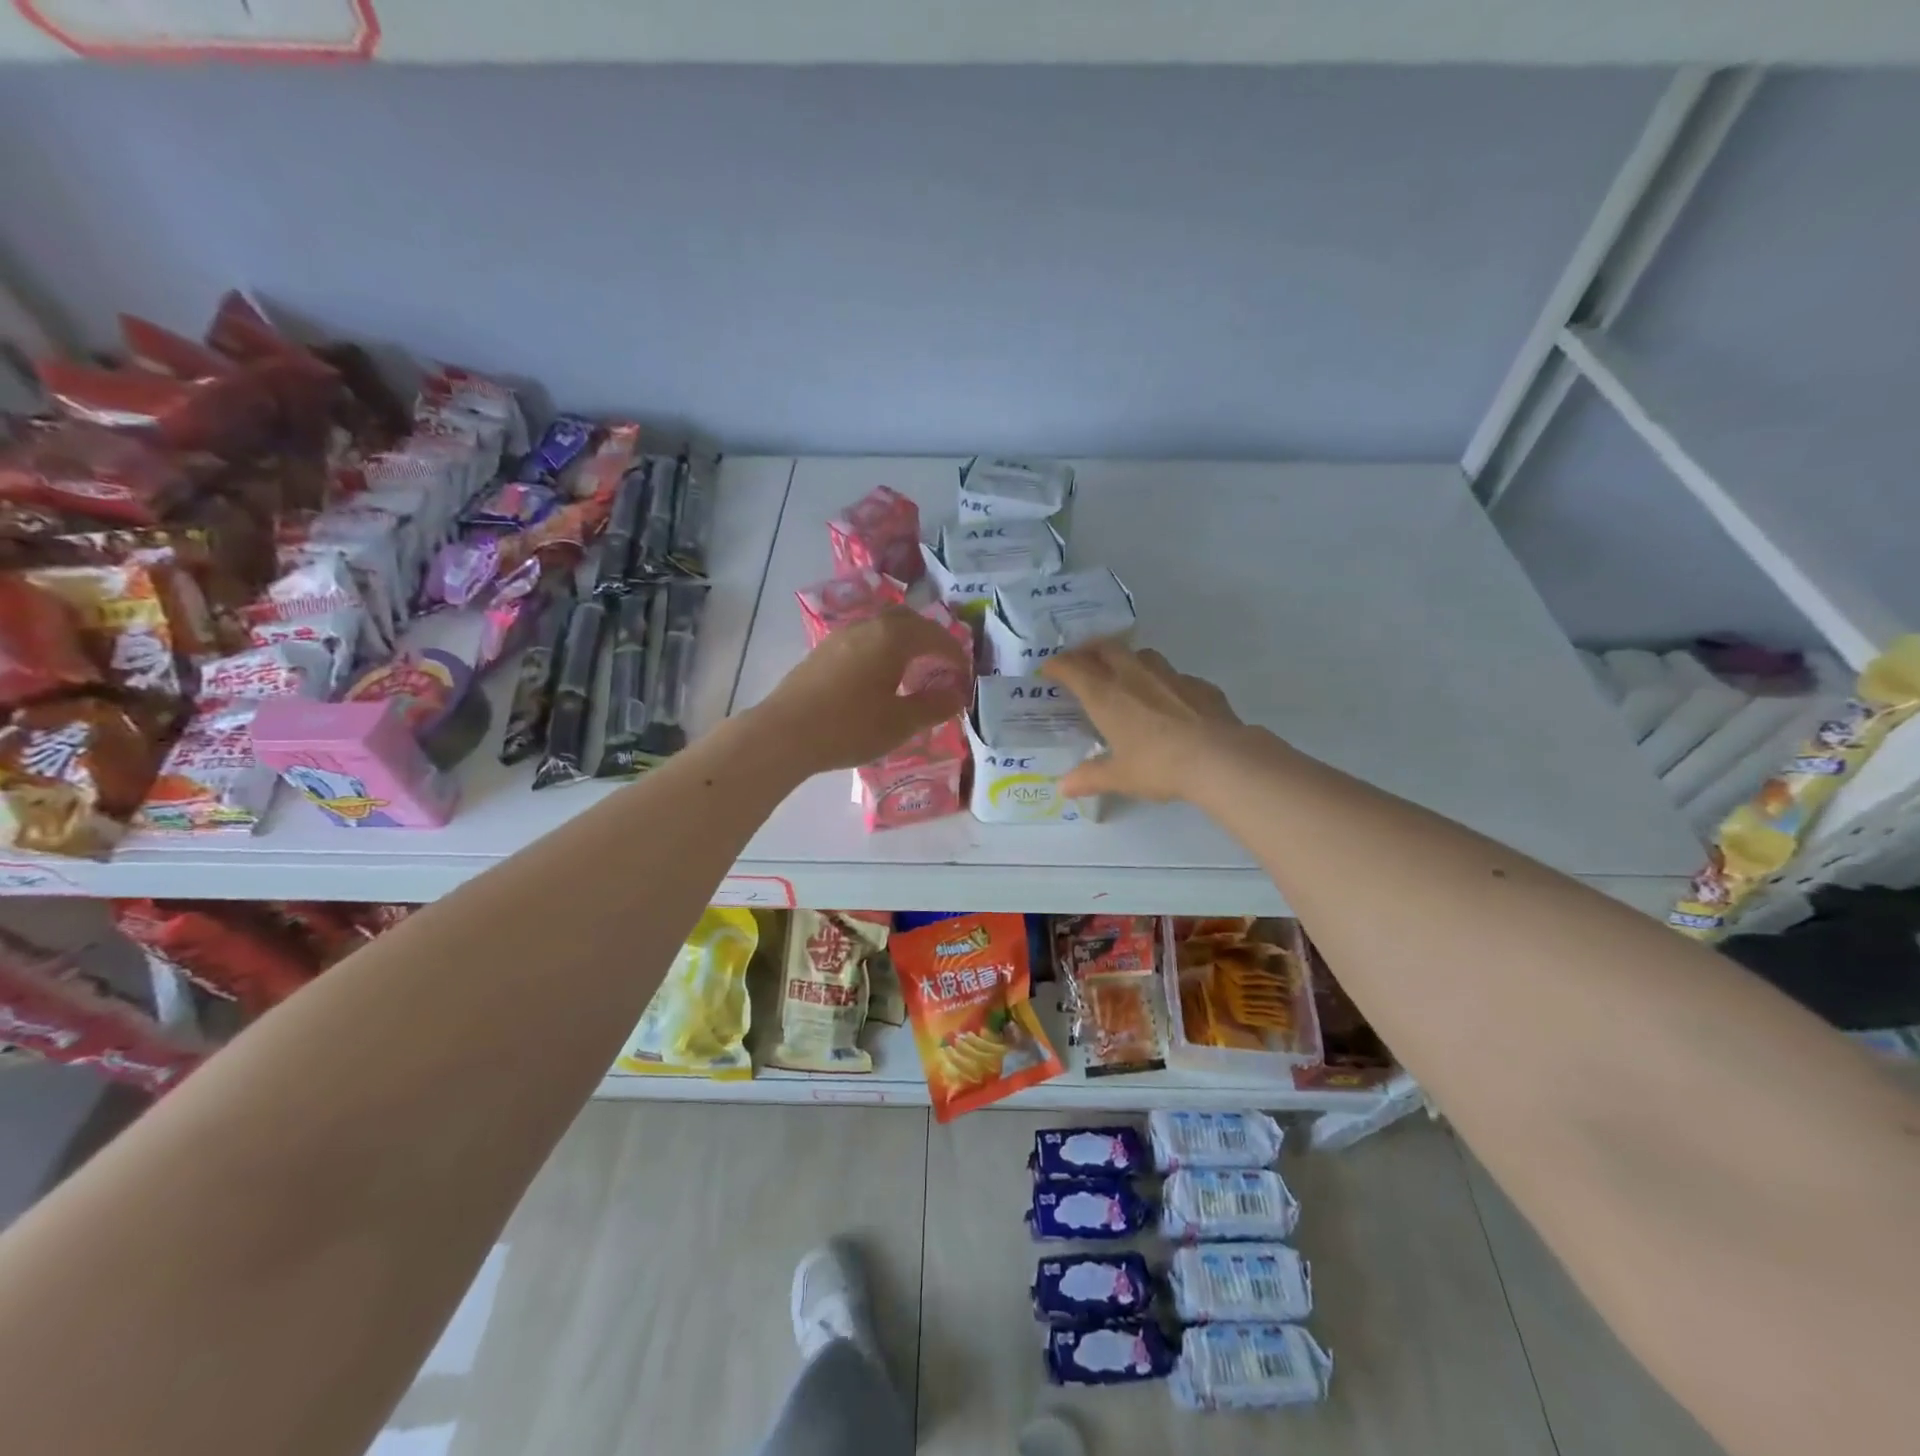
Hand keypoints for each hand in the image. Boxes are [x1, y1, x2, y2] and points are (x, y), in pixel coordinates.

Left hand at [755, 606, 970, 775]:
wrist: (785, 734)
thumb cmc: (849, 727)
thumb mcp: (900, 723)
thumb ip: (934, 706)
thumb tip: (957, 695)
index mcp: (892, 637)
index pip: (935, 635)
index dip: (955, 654)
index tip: (965, 676)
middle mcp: (867, 627)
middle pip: (908, 621)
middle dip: (930, 639)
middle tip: (942, 664)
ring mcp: (840, 637)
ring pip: (882, 629)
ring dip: (904, 644)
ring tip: (912, 673)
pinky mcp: (822, 652)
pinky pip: (863, 641)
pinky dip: (881, 651)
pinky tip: (879, 679)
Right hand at [1041, 640, 1243, 801]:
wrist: (1219, 758)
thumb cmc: (1158, 765)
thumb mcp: (1120, 777)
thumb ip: (1090, 777)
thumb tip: (1064, 787)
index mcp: (1106, 695)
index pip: (1073, 668)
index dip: (1058, 665)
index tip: (1049, 669)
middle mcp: (1133, 676)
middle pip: (1106, 648)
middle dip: (1090, 650)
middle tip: (1083, 662)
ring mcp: (1169, 676)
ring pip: (1142, 654)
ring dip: (1127, 660)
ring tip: (1125, 675)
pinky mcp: (1199, 684)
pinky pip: (1174, 675)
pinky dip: (1163, 682)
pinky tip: (1169, 700)